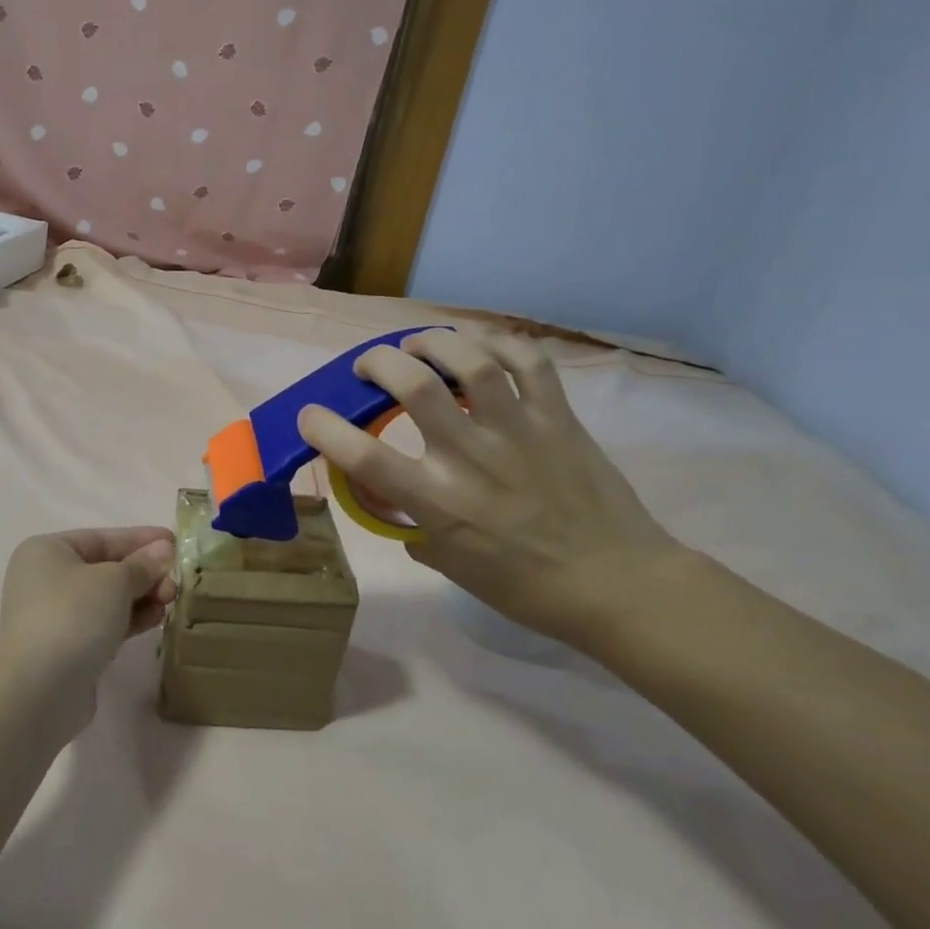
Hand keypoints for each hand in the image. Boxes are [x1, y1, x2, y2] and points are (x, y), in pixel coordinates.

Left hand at [0, 527, 177, 736]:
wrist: (39, 690)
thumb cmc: (73, 616)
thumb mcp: (114, 581)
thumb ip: (142, 565)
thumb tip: (164, 549)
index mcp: (47, 551)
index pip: (102, 538)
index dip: (141, 539)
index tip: (175, 541)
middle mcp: (46, 579)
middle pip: (105, 568)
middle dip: (144, 573)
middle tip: (176, 580)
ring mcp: (55, 616)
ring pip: (107, 598)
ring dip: (140, 597)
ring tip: (170, 599)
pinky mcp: (66, 648)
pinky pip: (104, 624)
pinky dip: (129, 619)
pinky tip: (155, 619)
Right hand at [297, 328, 682, 646]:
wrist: (617, 585)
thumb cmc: (525, 586)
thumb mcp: (451, 565)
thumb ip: (417, 527)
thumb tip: (400, 506)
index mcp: (438, 502)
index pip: (362, 457)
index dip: (324, 428)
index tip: (312, 416)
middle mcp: (470, 457)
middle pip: (411, 384)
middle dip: (376, 362)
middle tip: (370, 368)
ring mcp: (518, 431)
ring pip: (469, 360)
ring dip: (431, 342)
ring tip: (417, 345)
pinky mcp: (558, 418)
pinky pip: (529, 361)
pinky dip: (499, 342)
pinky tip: (481, 345)